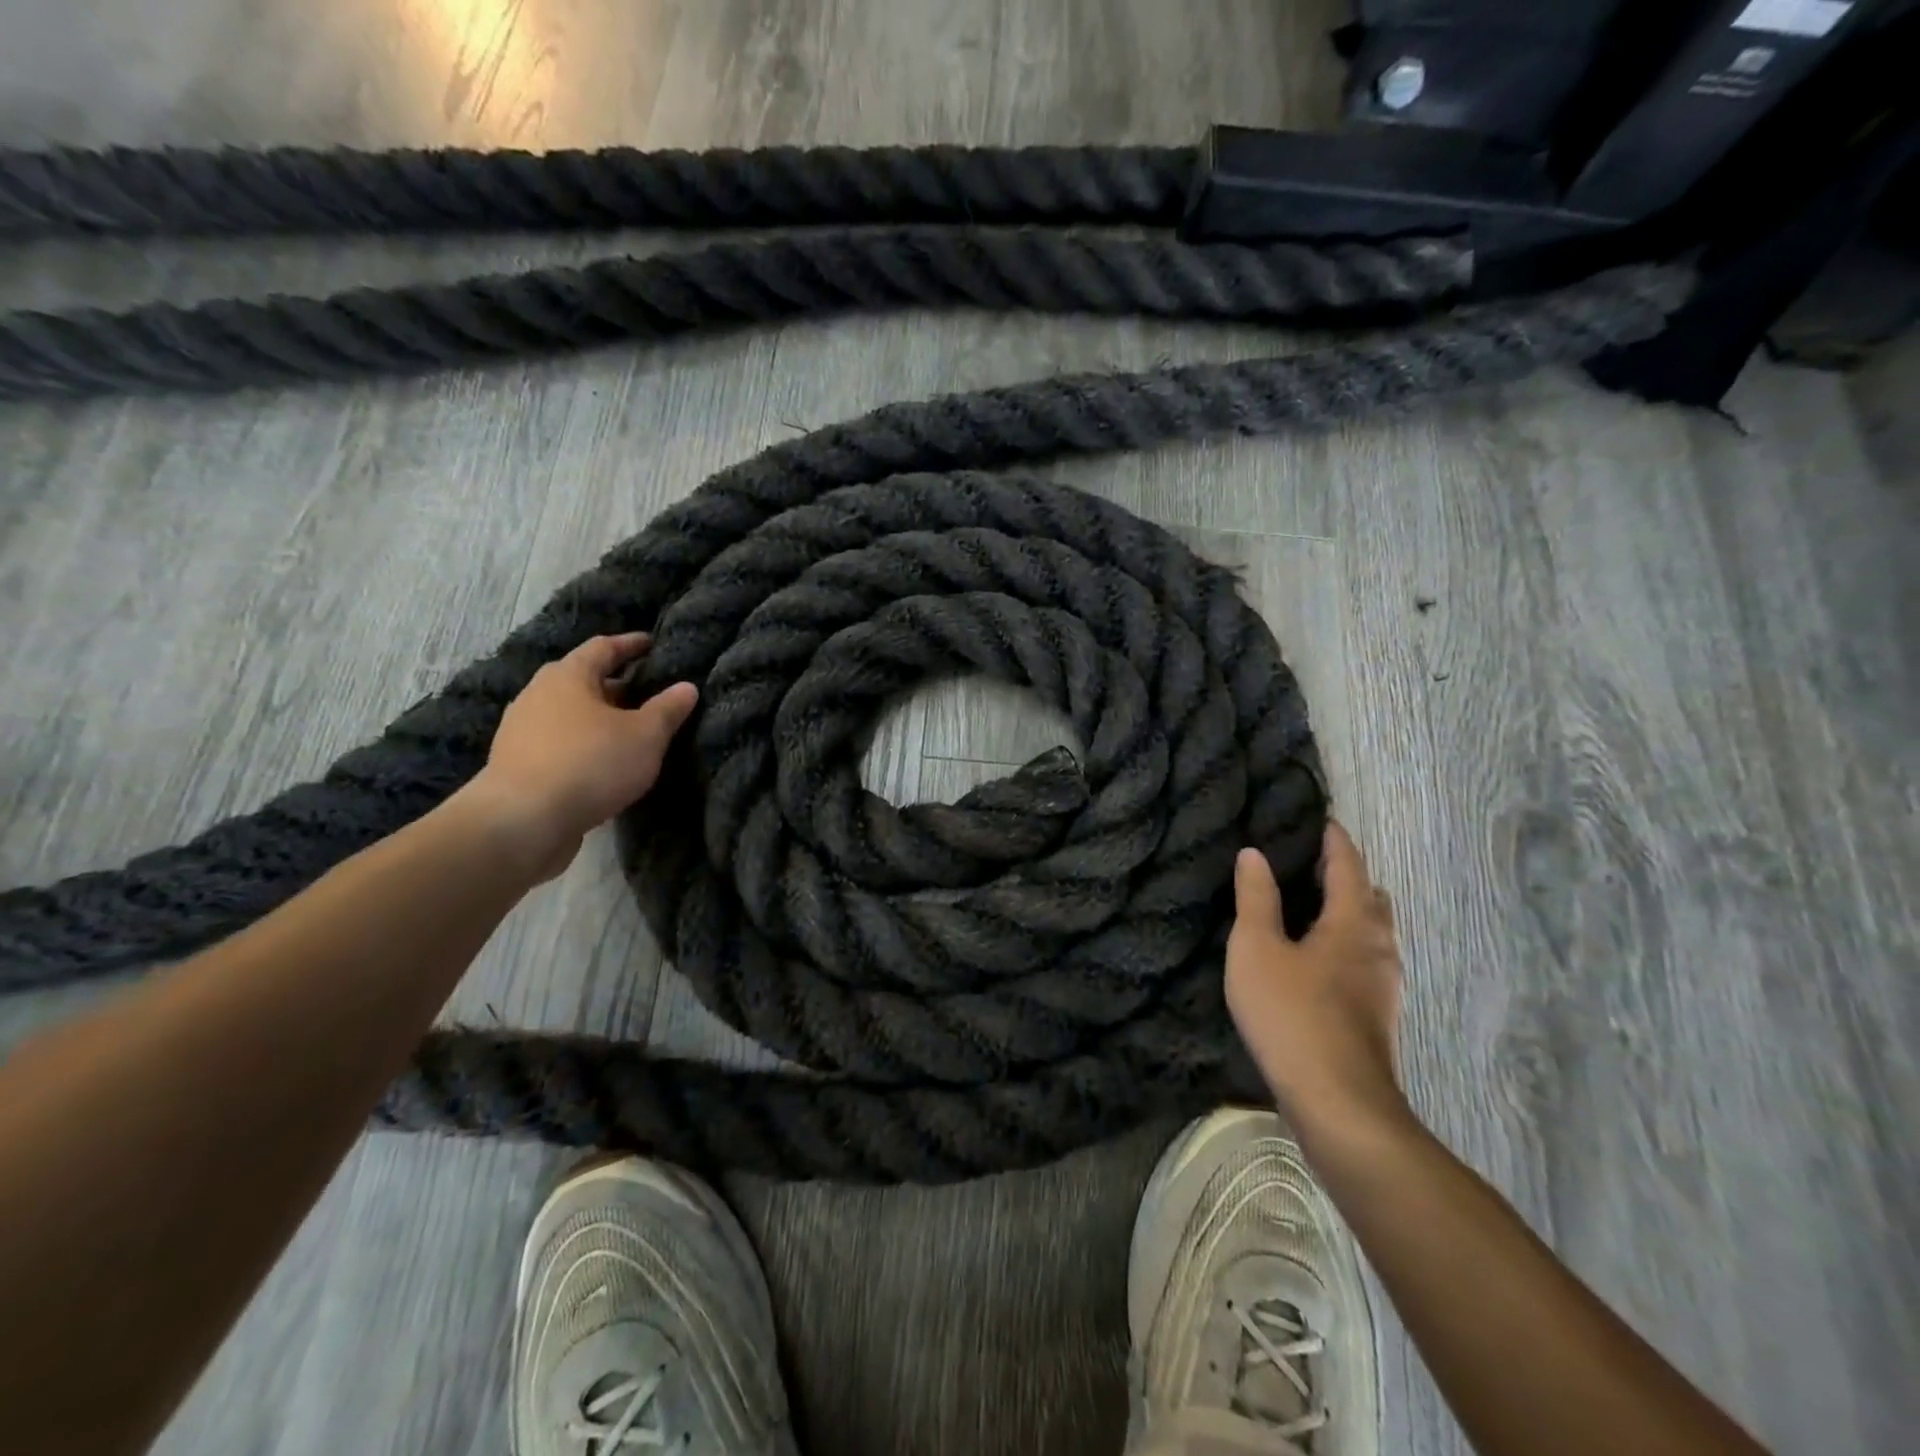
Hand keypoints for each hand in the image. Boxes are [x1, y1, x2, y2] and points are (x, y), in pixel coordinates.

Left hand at [459, 633, 697, 881]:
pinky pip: (560, 743)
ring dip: (600, 718)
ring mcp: (522, 730)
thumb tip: (687, 687)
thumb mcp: (645, 736)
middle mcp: (538, 694)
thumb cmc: (590, 764)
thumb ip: (668, 709)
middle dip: (617, 684)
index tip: (653, 644)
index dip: (631, 645)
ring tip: (630, 731)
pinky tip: (604, 763)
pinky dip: (585, 744)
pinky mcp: (518, 764)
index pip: (604, 647)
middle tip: (649, 692)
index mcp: (568, 675)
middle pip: (584, 680)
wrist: (522, 822)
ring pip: (570, 714)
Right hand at [1225, 821, 1407, 1141]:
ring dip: (1353, 913)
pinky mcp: (1379, 1016)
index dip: (1335, 841)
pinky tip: (1324, 961)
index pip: (1348, 866)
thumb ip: (1255, 899)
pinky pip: (1368, 961)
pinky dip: (1350, 944)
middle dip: (1349, 876)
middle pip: (1371, 898)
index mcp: (1353, 923)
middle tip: (1315, 864)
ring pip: (1375, 934)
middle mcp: (1380, 948)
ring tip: (1318, 907)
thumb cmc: (1292, 1014)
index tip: (1323, 820)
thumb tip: (1254, 853)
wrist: (1338, 1103)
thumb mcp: (1257, 949)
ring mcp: (1384, 986)